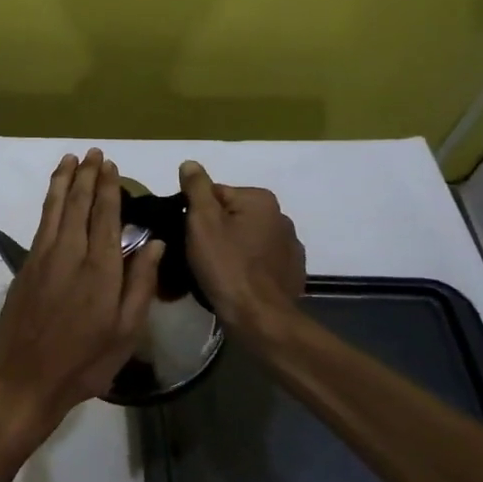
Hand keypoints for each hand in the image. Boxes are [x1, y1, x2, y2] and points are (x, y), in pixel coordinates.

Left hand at [0, 149, 163, 437]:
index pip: (105, 216)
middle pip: (78, 204)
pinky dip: (48, 201)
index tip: (111, 166)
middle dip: (86, 176)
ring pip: (55, 207)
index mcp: (100, 269)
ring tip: (70, 159)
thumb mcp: (126, 332)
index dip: (108, 188)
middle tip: (93, 153)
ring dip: (63, 181)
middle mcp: (70, 253)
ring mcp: (43, 256)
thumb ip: (140, 284)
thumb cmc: (84, 361)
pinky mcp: (26, 264)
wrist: (25, 378)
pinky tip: (53, 194)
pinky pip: (41, 222)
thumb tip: (155, 243)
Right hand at [179, 160, 304, 330]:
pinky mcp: (292, 272)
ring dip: (233, 249)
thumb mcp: (202, 222)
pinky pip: (261, 261)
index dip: (196, 215)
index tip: (189, 237)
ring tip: (216, 272)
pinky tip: (237, 282)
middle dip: (216, 231)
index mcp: (261, 199)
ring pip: (247, 239)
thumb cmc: (226, 266)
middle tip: (199, 256)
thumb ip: (196, 188)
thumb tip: (190, 163)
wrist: (259, 318)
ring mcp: (291, 246)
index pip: (215, 194)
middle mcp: (281, 216)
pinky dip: (249, 266)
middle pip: (232, 216)